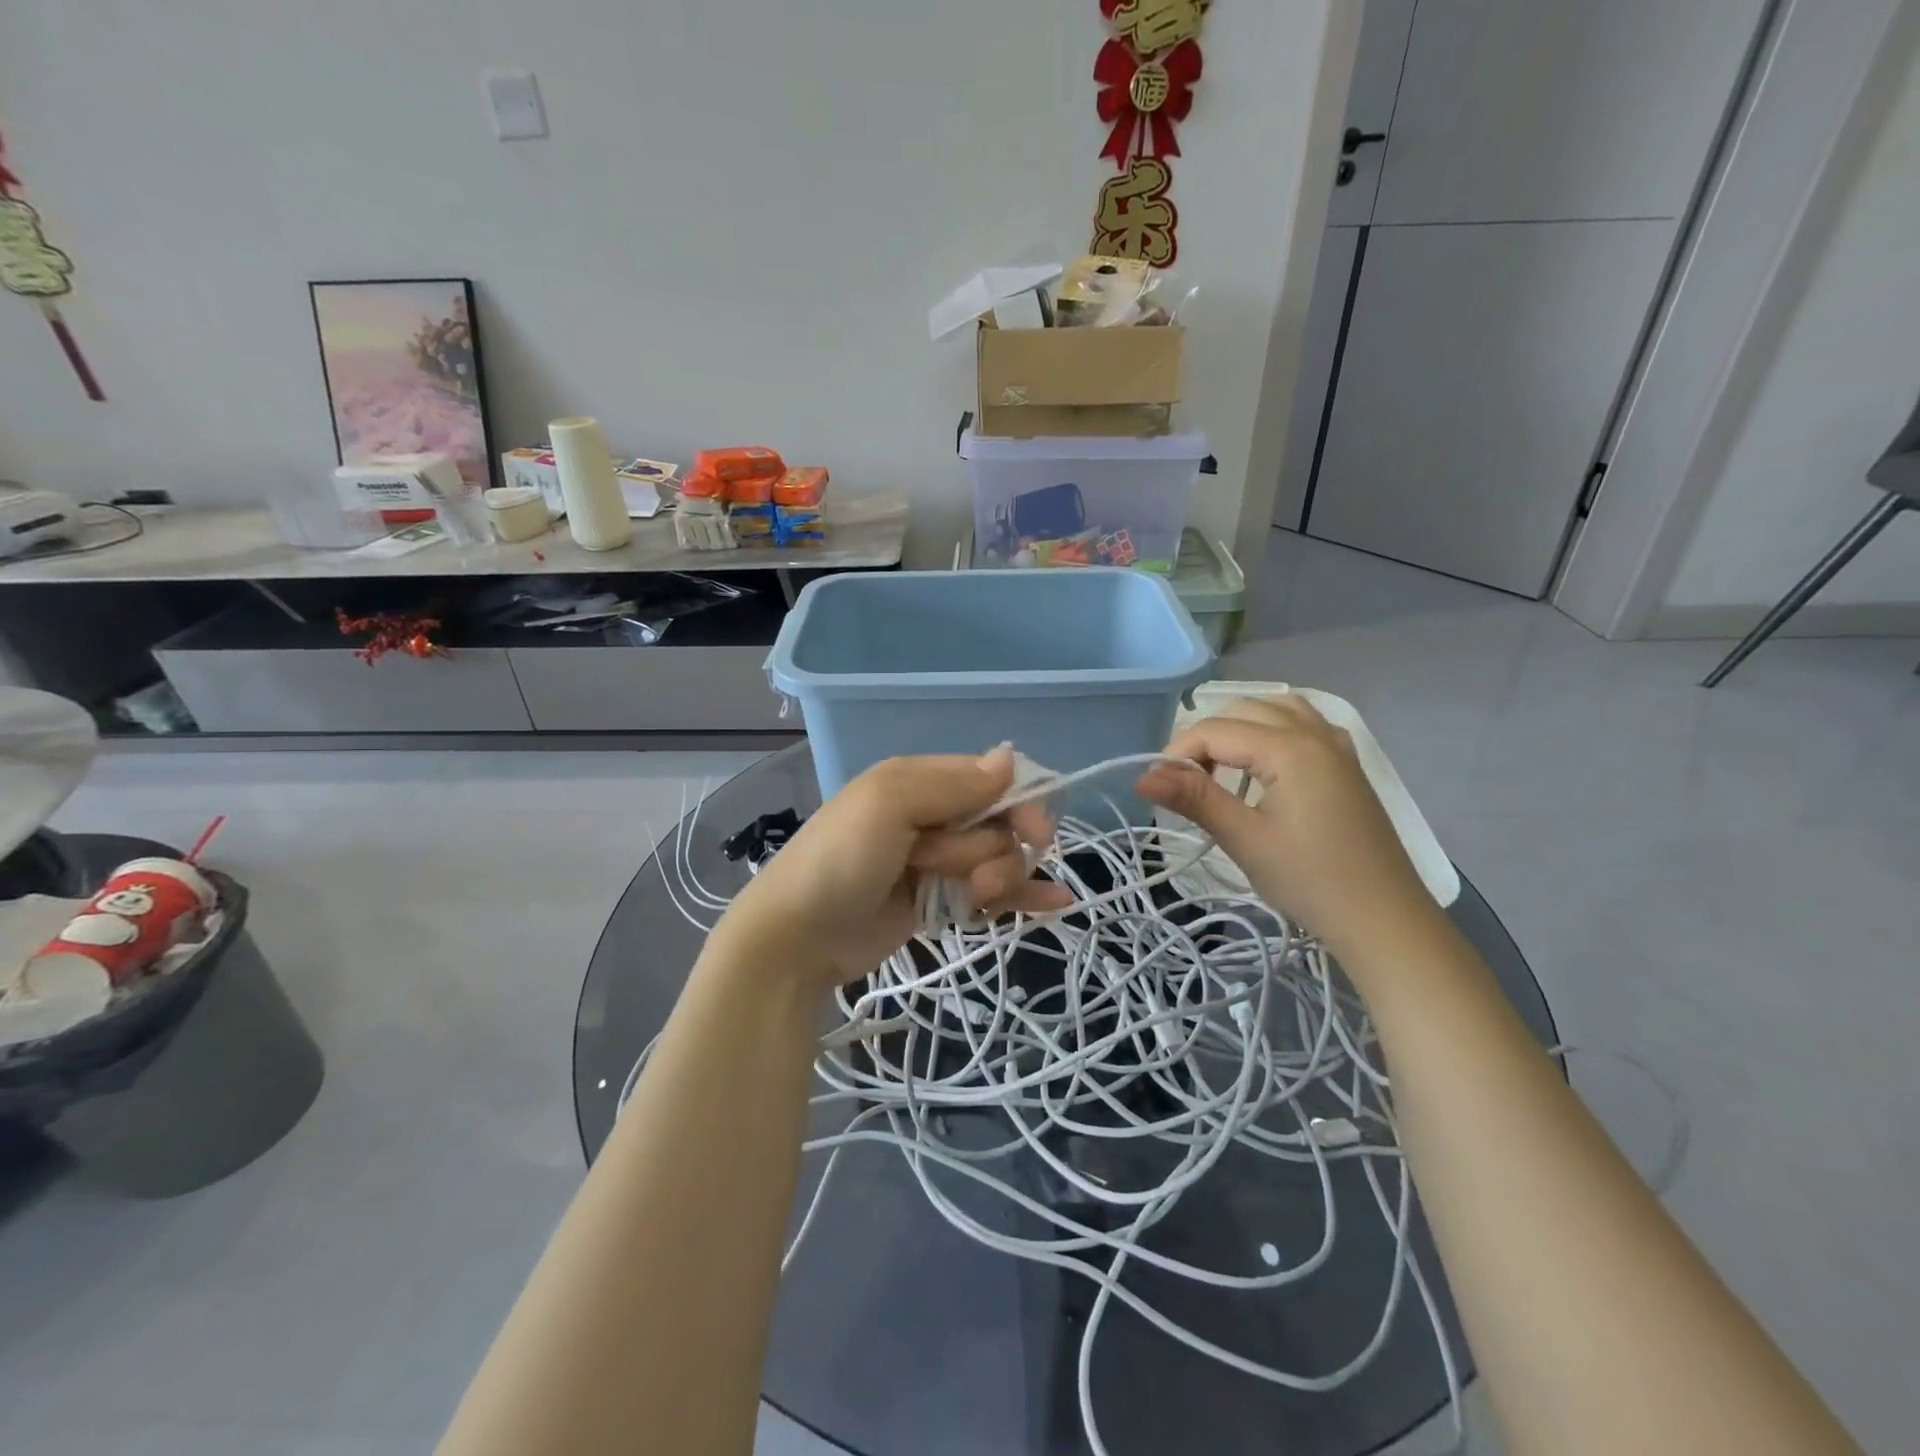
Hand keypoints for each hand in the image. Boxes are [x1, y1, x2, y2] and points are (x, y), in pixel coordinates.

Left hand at [710, 746, 1071, 989]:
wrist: (796, 938)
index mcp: (920, 781)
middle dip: (994, 850)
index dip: (1021, 802)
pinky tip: (1055, 904)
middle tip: (967, 876)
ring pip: (999, 859)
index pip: (991, 778)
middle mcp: (933, 815)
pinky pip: (990, 893)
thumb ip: (952, 783)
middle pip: (1000, 823)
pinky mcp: (939, 901)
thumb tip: (1010, 757)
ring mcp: (937, 861)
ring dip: (1000, 880)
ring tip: (973, 900)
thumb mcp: (889, 805)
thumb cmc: (840, 860)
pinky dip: (1021, 897)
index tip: (1035, 831)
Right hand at [1137, 695, 1437, 955]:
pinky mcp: (1347, 764)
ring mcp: (1337, 745)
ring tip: (1220, 769)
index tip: (1157, 787)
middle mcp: (1316, 732)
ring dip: (1239, 728)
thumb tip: (1143, 777)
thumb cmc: (1310, 880)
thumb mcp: (1245, 839)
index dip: (1177, 753)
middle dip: (1205, 739)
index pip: (1216, 730)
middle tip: (1186, 784)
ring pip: (1275, 710)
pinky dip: (1271, 730)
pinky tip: (1262, 764)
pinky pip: (1302, 723)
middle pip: (1243, 711)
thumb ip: (1194, 799)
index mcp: (1291, 747)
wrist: (1385, 920)